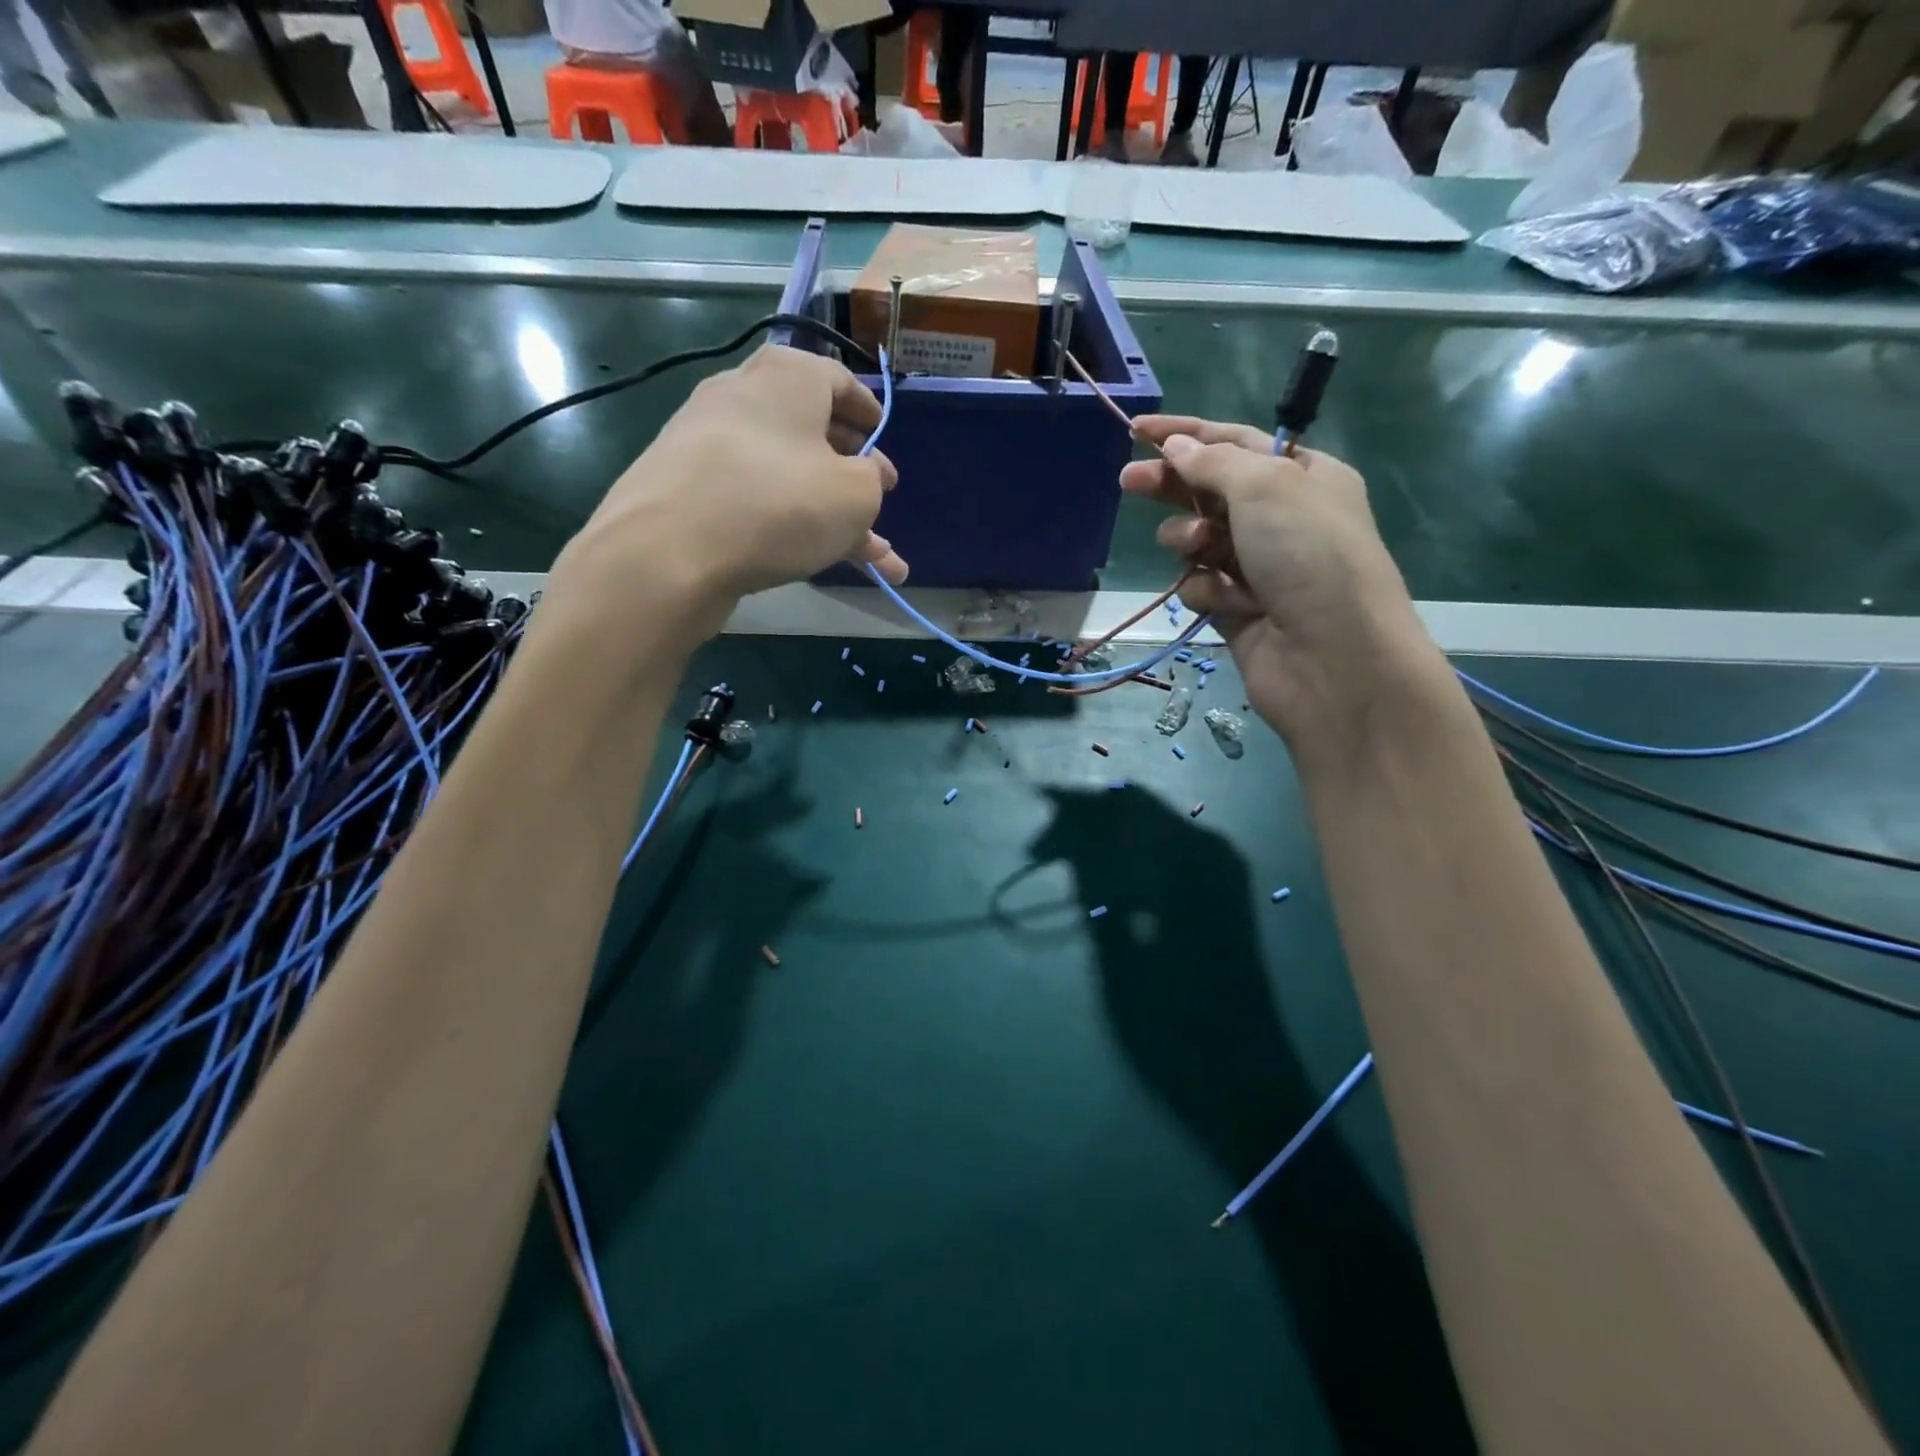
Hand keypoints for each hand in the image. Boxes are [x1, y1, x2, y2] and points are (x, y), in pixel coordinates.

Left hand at [546, 346, 907, 634]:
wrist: (668, 553)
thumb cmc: (778, 505)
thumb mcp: (856, 495)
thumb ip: (871, 481)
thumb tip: (860, 478)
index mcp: (787, 377)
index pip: (839, 380)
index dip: (870, 412)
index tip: (885, 439)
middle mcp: (745, 398)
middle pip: (813, 432)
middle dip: (855, 473)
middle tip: (882, 499)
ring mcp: (712, 446)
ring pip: (792, 478)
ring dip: (835, 515)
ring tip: (876, 558)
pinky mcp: (692, 491)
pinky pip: (760, 502)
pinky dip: (795, 527)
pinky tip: (824, 565)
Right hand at [1121, 416, 1445, 759]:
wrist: (1332, 657)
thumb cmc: (1308, 555)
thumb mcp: (1265, 486)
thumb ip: (1213, 462)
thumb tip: (1175, 446)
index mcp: (1303, 476)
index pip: (1235, 443)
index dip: (1185, 434)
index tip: (1136, 432)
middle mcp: (1281, 518)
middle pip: (1211, 490)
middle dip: (1172, 485)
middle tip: (1128, 483)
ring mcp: (1259, 567)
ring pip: (1200, 541)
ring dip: (1189, 539)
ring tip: (1194, 547)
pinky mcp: (1238, 610)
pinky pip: (1202, 587)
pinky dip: (1206, 590)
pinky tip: (1226, 602)